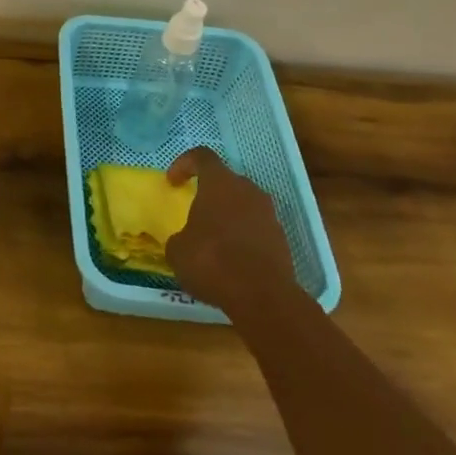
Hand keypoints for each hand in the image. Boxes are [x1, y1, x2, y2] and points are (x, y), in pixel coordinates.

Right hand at [165, 147, 298, 313]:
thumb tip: (185, 240)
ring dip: (229, 216)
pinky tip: (233, 261)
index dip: (184, 164)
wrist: (263, 297)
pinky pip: (257, 229)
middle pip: (226, 181)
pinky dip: (244, 238)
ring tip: (215, 240)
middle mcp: (247, 190)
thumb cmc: (212, 261)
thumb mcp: (177, 250)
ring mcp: (269, 215)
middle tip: (196, 213)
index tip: (172, 182)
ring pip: (244, 205)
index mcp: (219, 183)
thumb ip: (180, 237)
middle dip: (210, 193)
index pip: (201, 156)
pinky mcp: (282, 240)